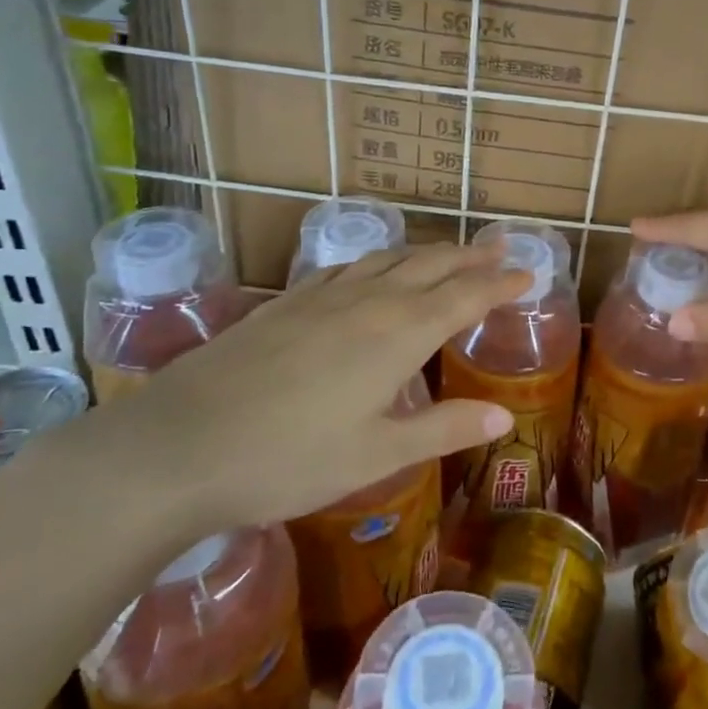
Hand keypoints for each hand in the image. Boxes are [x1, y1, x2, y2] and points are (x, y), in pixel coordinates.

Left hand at [72, 242, 529, 536]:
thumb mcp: (375, 454)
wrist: (177, 445)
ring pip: (389, 258)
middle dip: (470, 256)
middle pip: (431, 264)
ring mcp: (323, 295)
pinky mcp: (286, 301)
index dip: (501, 283)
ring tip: (448, 253)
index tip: (529, 273)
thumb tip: (504, 414)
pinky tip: (373, 271)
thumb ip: (443, 429)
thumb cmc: (287, 459)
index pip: (465, 296)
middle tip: (500, 249)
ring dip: (427, 252)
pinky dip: (379, 260)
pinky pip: (348, 265)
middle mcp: (368, 301)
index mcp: (399, 334)